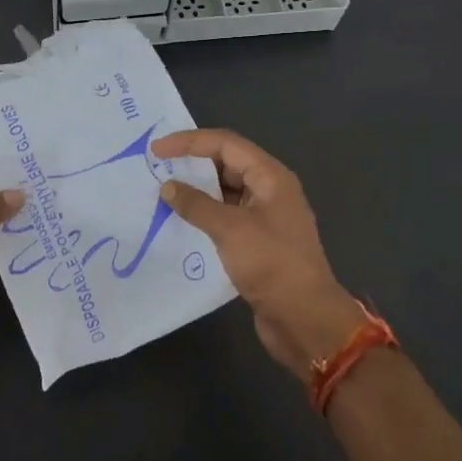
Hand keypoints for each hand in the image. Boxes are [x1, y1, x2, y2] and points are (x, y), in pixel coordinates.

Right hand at [153, 128, 364, 378]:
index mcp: (270, 176)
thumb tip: (168, 186)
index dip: (189, 141)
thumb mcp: (230, 229)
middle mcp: (270, 190)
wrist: (305, 318)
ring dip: (197, 190)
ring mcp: (266, 216)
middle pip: (227, 163)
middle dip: (192, 162)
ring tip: (163, 193)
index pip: (225, 144)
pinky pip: (227, 216)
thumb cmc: (272, 264)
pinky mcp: (258, 241)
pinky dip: (205, 214)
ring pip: (226, 191)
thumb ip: (196, 204)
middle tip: (156, 168)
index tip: (156, 150)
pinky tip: (181, 222)